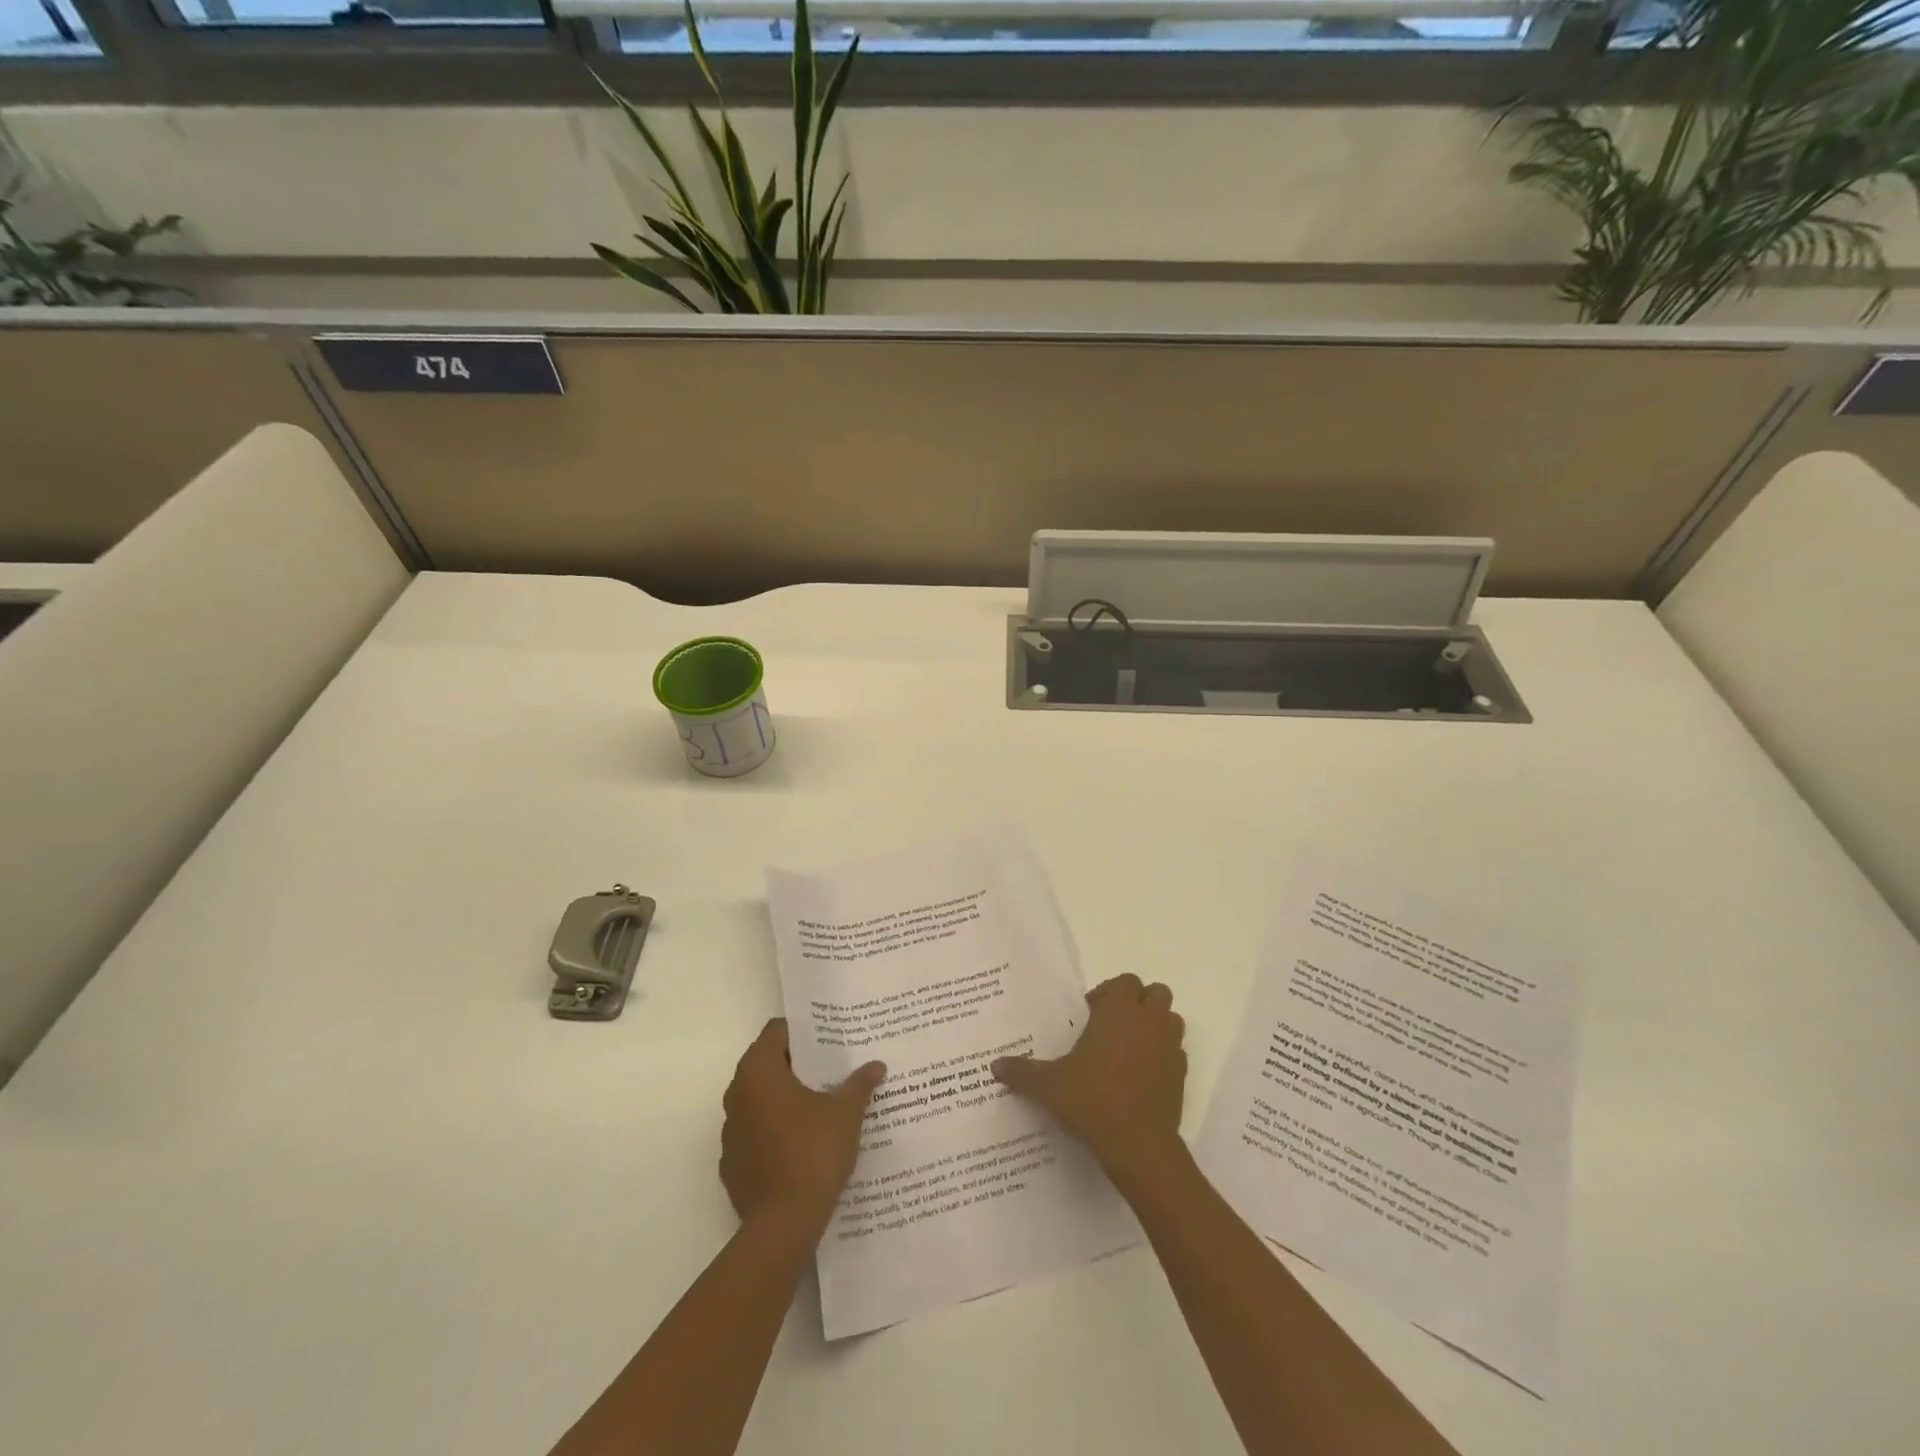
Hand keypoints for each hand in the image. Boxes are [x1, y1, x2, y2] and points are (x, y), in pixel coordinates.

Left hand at [720, 1019, 885, 1235]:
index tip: (829, 1038)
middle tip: (832, 1067)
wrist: (783, 1226)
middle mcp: (737, 1095)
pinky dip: (776, 1131)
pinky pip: (756, 1133)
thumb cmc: (813, 1153)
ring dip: (786, 1098)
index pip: (776, 1032)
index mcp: (758, 1072)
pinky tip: (804, 1143)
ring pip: (761, 1100)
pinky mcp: (732, 1164)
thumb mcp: (846, 1113)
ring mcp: (731, 1132)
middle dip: (798, 1065)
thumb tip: (876, 1065)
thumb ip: (859, 1084)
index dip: (803, 1032)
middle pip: (768, 1064)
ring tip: (822, 1104)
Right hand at [991, 974, 1187, 1182]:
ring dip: (1154, 1026)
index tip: (1089, 1014)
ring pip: (1170, 1020)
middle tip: (1110, 1027)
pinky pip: (1175, 1053)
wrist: (1139, 1146)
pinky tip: (1140, 1077)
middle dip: (1137, 1003)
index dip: (1108, 993)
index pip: (1125, 981)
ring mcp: (1170, 1048)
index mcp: (1119, 1011)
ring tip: (1127, 1049)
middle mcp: (1149, 1022)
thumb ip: (1022, 1072)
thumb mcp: (1050, 1085)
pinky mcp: (1181, 1076)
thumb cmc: (1093, 1100)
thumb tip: (995, 1066)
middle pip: (1155, 993)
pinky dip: (1162, 1057)